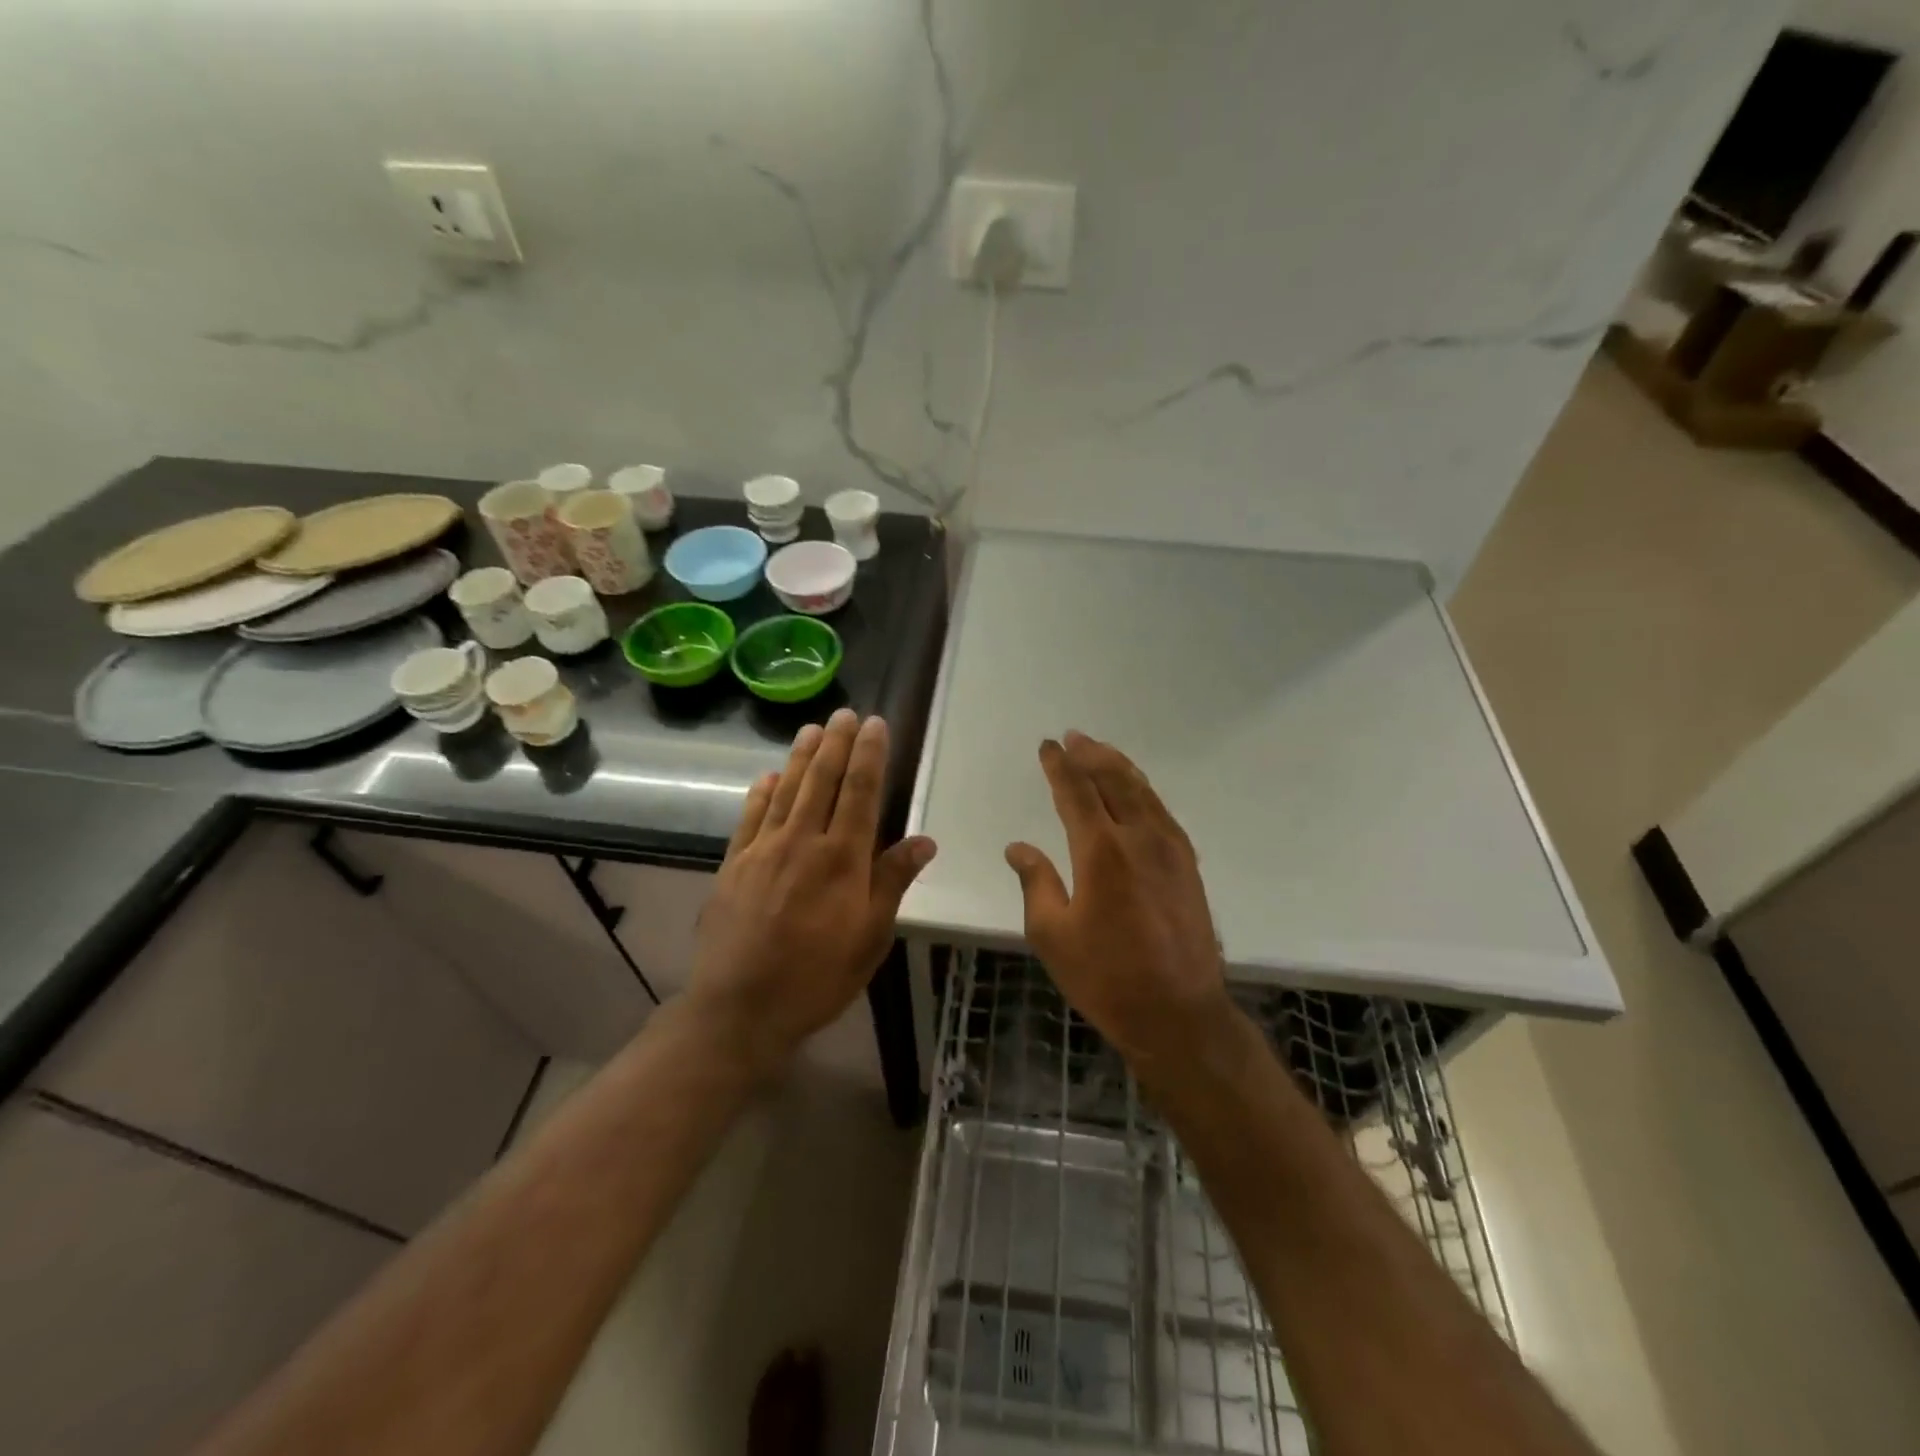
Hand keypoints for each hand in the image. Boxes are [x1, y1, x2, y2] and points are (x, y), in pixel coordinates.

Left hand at [689, 709, 936, 1073]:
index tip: (874, 725)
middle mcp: (802, 842)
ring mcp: (763, 850)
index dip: (869, 755)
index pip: (860, 792)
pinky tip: (767, 777)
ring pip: (786, 791)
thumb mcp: (871, 937)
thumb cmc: (818, 977)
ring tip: (811, 729)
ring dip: (800, 757)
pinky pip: (751, 817)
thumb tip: (924, 840)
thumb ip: (893, 882)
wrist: (741, 1008)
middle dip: (835, 743)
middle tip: (844, 713)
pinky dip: (761, 793)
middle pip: (822, 780)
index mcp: (842, 858)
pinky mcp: (734, 865)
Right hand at [1005, 732, 1232, 1069]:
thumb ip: (1036, 882)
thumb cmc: (1106, 977)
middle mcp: (1140, 838)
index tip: (1048, 746)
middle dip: (1091, 754)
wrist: (1179, 1013)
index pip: (1077, 792)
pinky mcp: (1188, 865)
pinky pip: (1162, 811)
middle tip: (1074, 737)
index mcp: (1101, 852)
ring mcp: (1170, 849)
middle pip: (1114, 781)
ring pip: (1143, 791)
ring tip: (1100, 751)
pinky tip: (1136, 792)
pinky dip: (1143, 791)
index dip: (1060, 766)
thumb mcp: (1053, 934)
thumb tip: (1019, 847)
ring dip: (1119, 767)